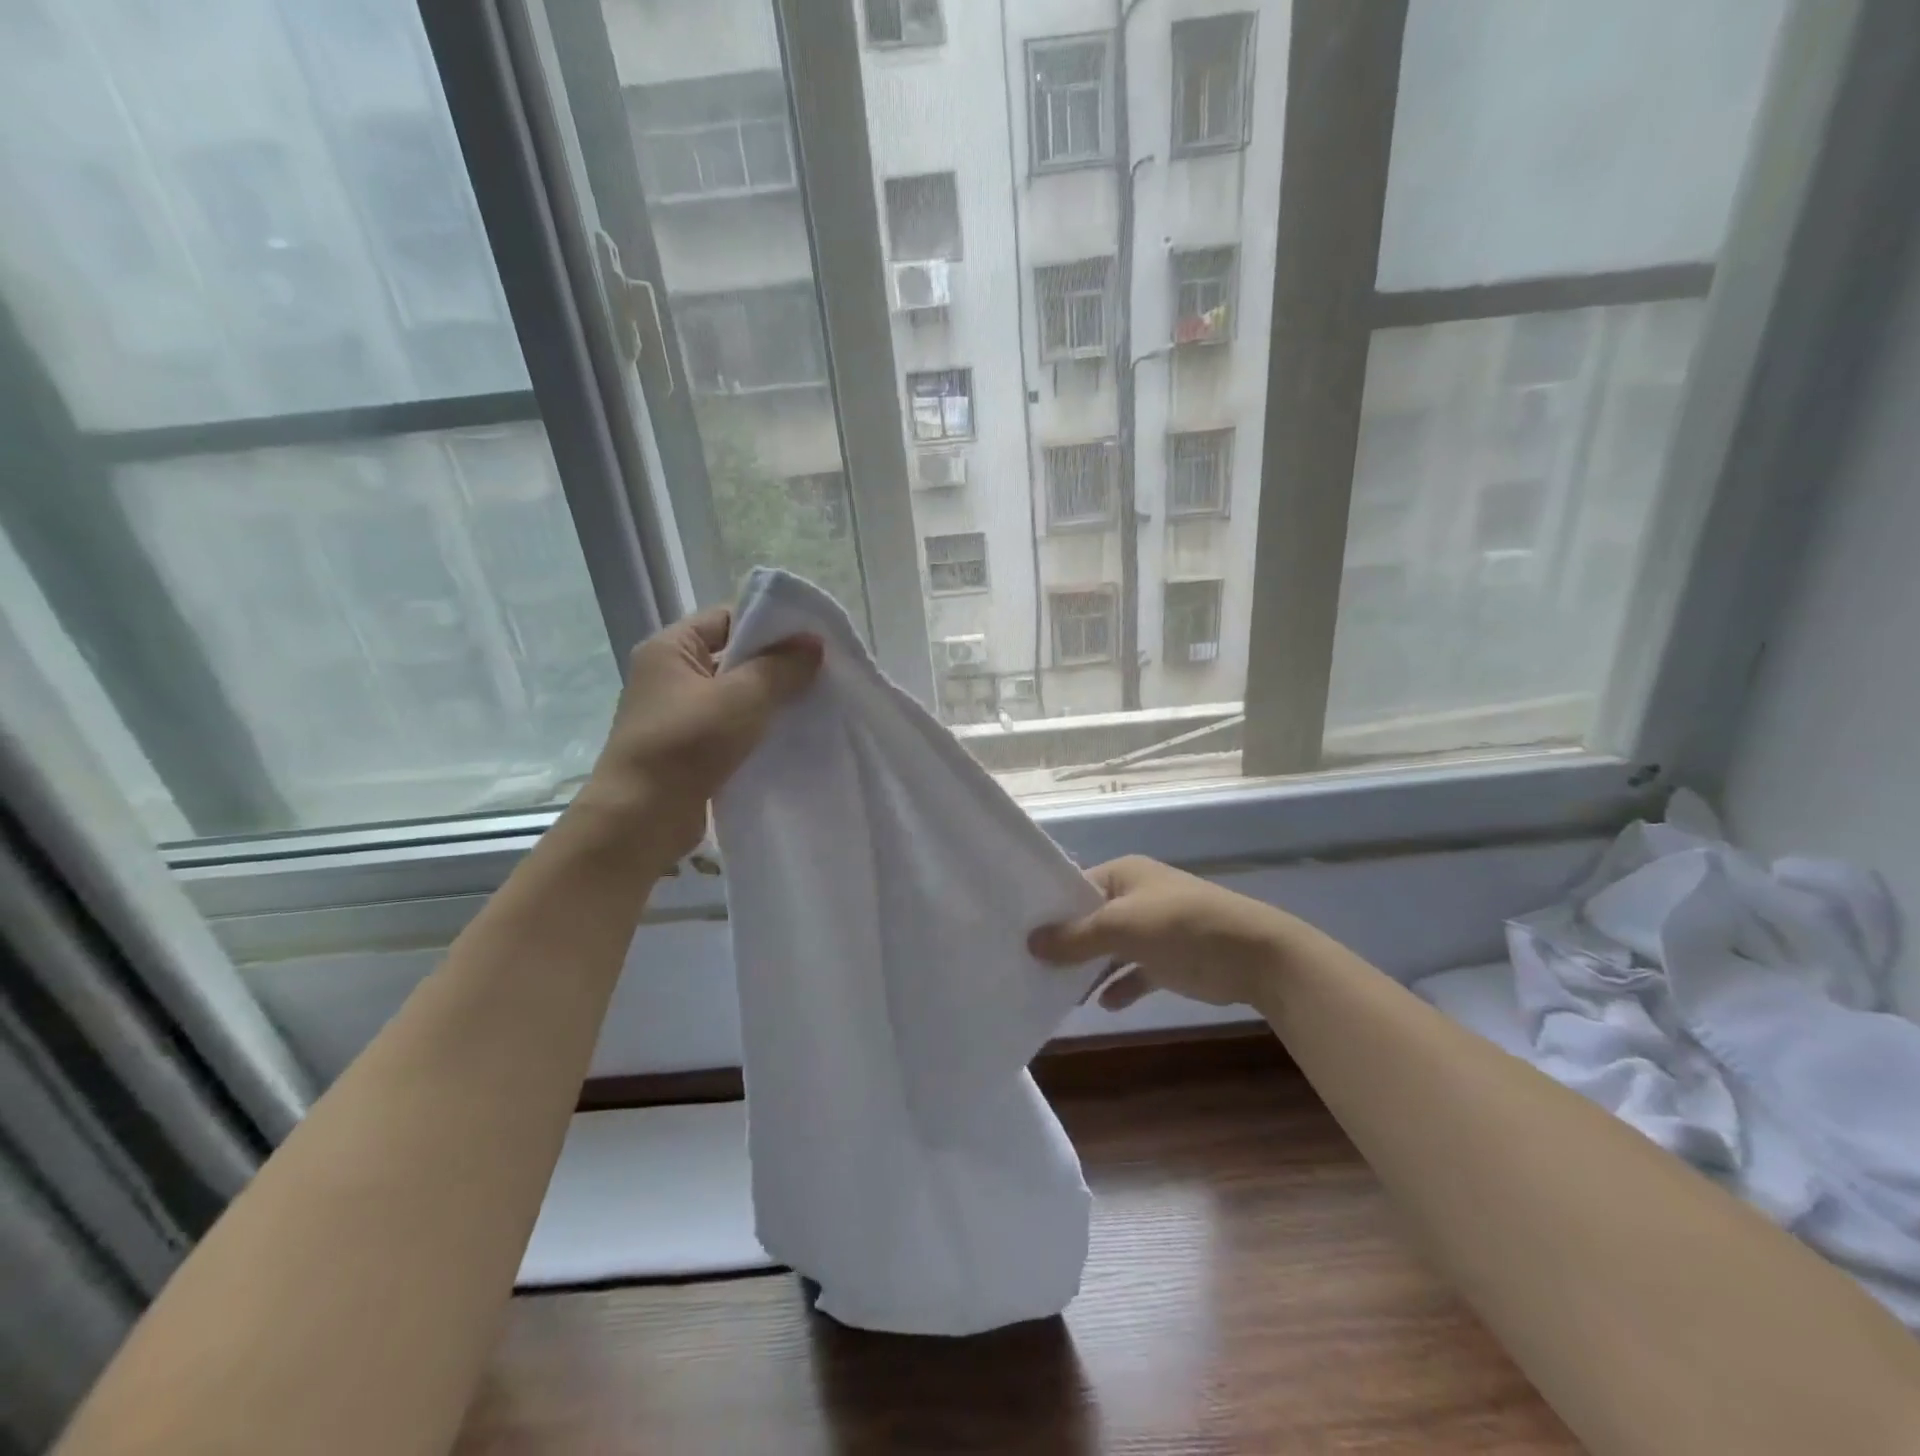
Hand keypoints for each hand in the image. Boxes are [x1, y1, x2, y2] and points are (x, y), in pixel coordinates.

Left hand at [579, 606, 821, 859]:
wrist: (641, 819)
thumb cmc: (687, 744)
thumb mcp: (742, 697)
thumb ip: (782, 667)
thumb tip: (814, 643)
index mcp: (670, 648)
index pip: (727, 618)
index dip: (770, 624)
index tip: (812, 639)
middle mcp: (669, 675)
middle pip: (733, 656)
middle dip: (776, 664)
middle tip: (821, 672)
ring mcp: (677, 714)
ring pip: (735, 694)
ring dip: (770, 700)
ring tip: (812, 703)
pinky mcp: (688, 748)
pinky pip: (731, 727)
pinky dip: (758, 728)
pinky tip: (789, 735)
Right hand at [1028, 856, 1298, 1010]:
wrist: (1253, 955)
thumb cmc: (1180, 926)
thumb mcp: (1120, 927)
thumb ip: (1075, 937)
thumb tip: (1030, 943)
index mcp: (1123, 874)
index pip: (1075, 887)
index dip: (1048, 909)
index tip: (1018, 932)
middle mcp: (1135, 896)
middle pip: (1089, 919)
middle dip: (1065, 942)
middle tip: (1028, 965)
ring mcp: (1153, 929)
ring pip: (1109, 948)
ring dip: (1089, 969)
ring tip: (1055, 991)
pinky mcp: (1169, 960)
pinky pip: (1134, 972)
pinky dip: (1120, 986)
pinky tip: (1103, 1005)